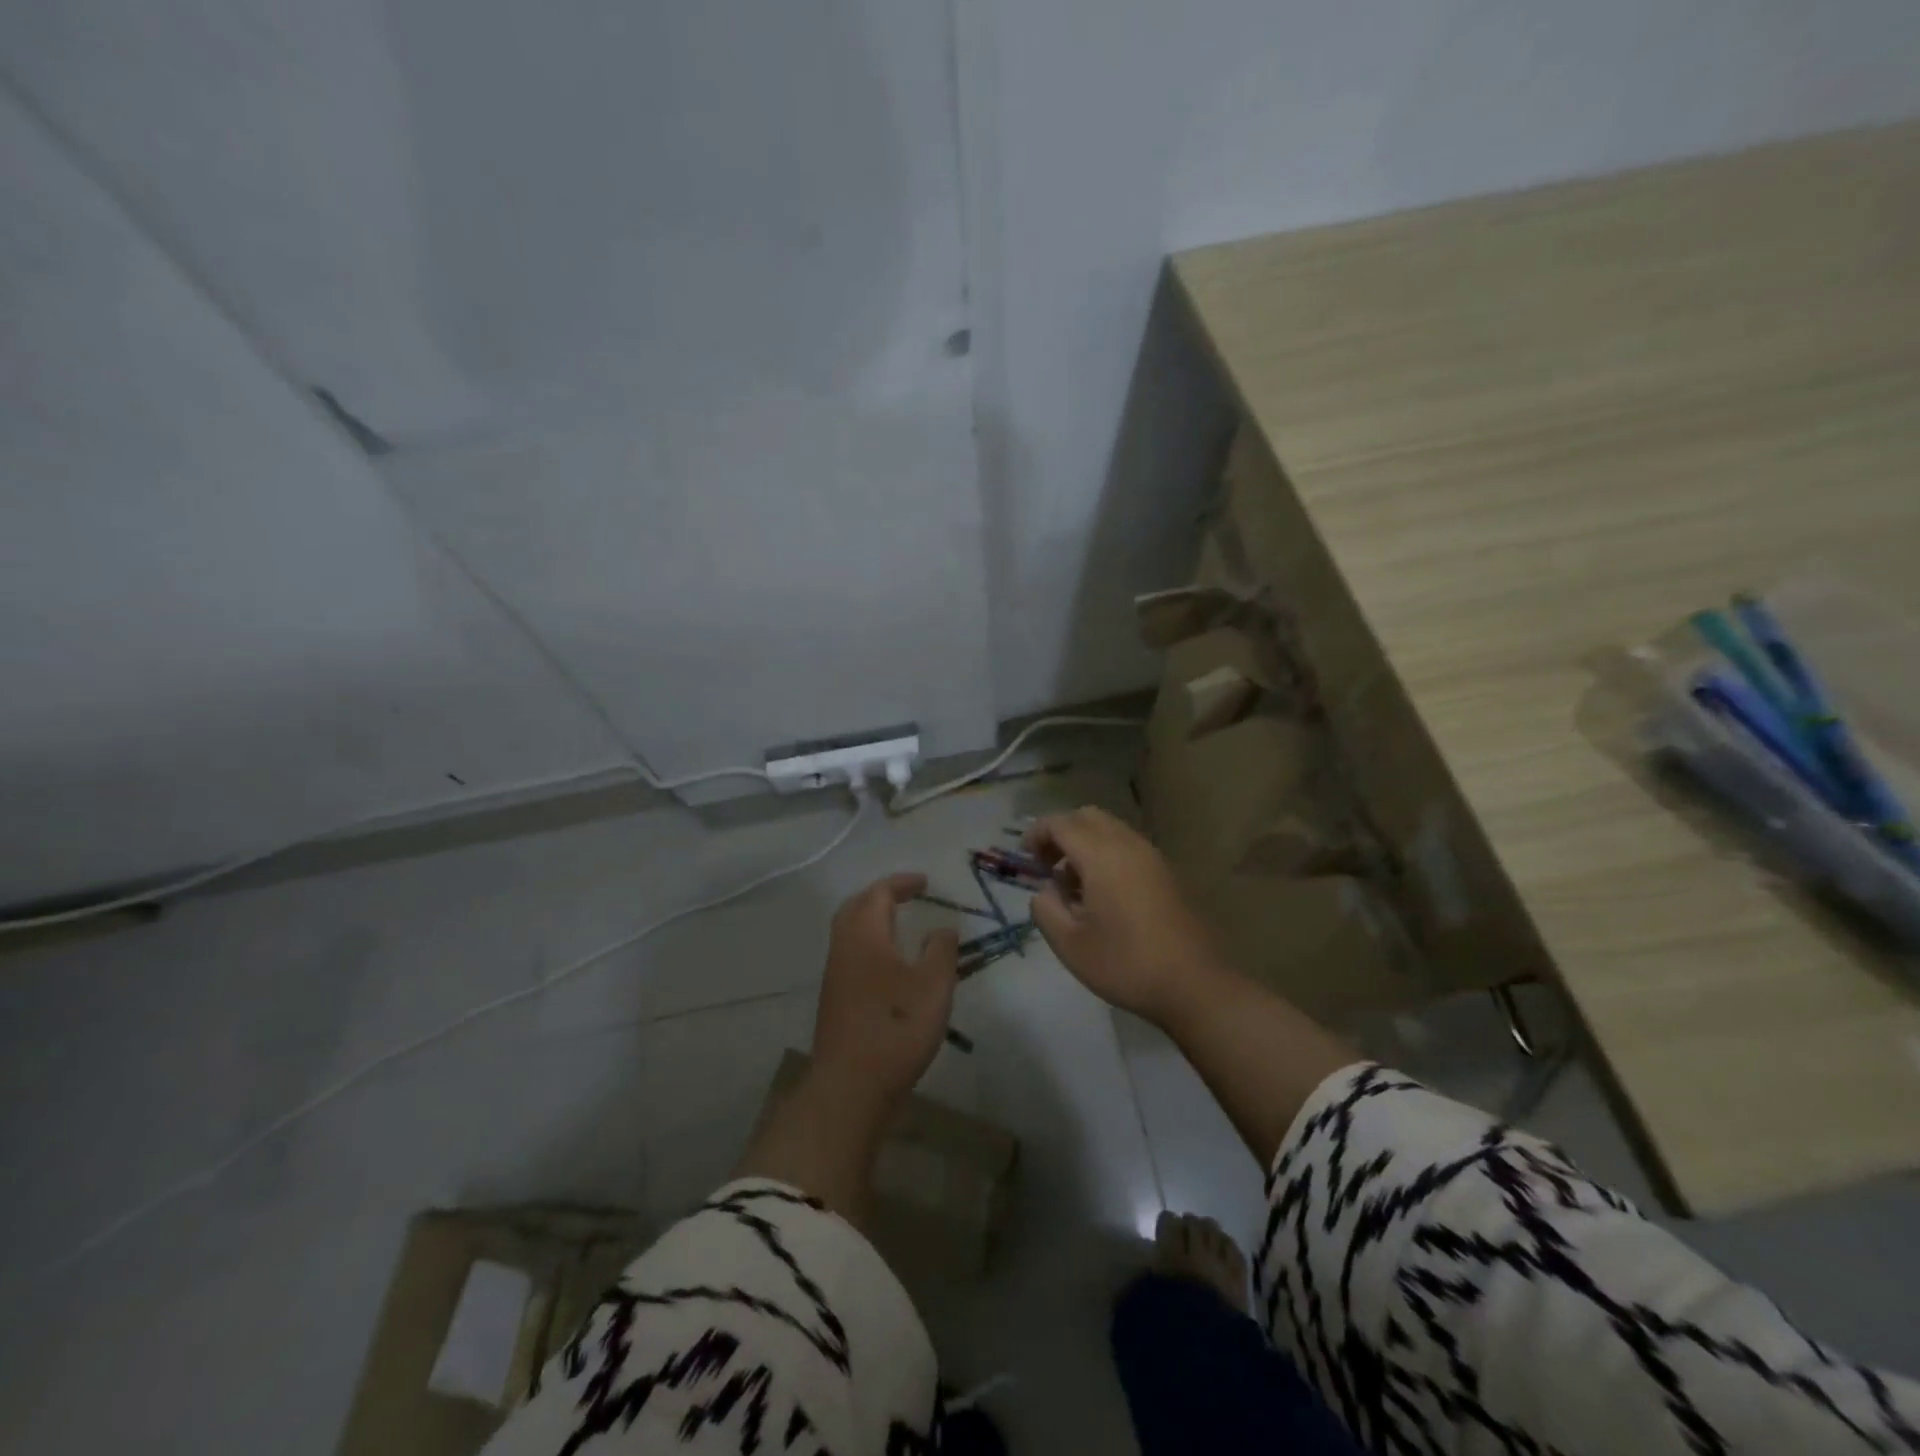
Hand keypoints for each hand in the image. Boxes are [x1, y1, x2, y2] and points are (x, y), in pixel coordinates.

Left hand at [809, 873, 959, 1114]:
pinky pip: (852, 955)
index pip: (878, 893)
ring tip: (902, 926)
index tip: (926, 883)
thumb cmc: (896, 1027)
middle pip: (856, 907)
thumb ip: (941, 950)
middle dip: (880, 896)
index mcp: (865, 935)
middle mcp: (844, 948)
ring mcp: (836, 975)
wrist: (851, 1086)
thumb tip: (942, 928)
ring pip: (850, 932)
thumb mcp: (934, 985)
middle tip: (907, 897)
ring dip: (873, 921)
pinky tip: (891, 966)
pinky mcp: (836, 1000)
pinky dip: (871, 945)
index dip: (902, 883)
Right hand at [1024, 807, 1225, 1021]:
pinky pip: (1127, 845)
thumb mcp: (1070, 944)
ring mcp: (1151, 856)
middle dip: (1061, 833)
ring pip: (1110, 829)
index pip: (1061, 823)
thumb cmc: (1126, 963)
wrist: (1194, 983)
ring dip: (1085, 844)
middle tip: (1047, 865)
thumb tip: (1044, 891)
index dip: (1037, 834)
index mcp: (1101, 855)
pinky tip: (1102, 894)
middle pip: (1087, 816)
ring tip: (1073, 884)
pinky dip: (1106, 854)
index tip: (1026, 858)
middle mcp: (1127, 844)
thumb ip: (1045, 909)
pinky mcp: (1166, 872)